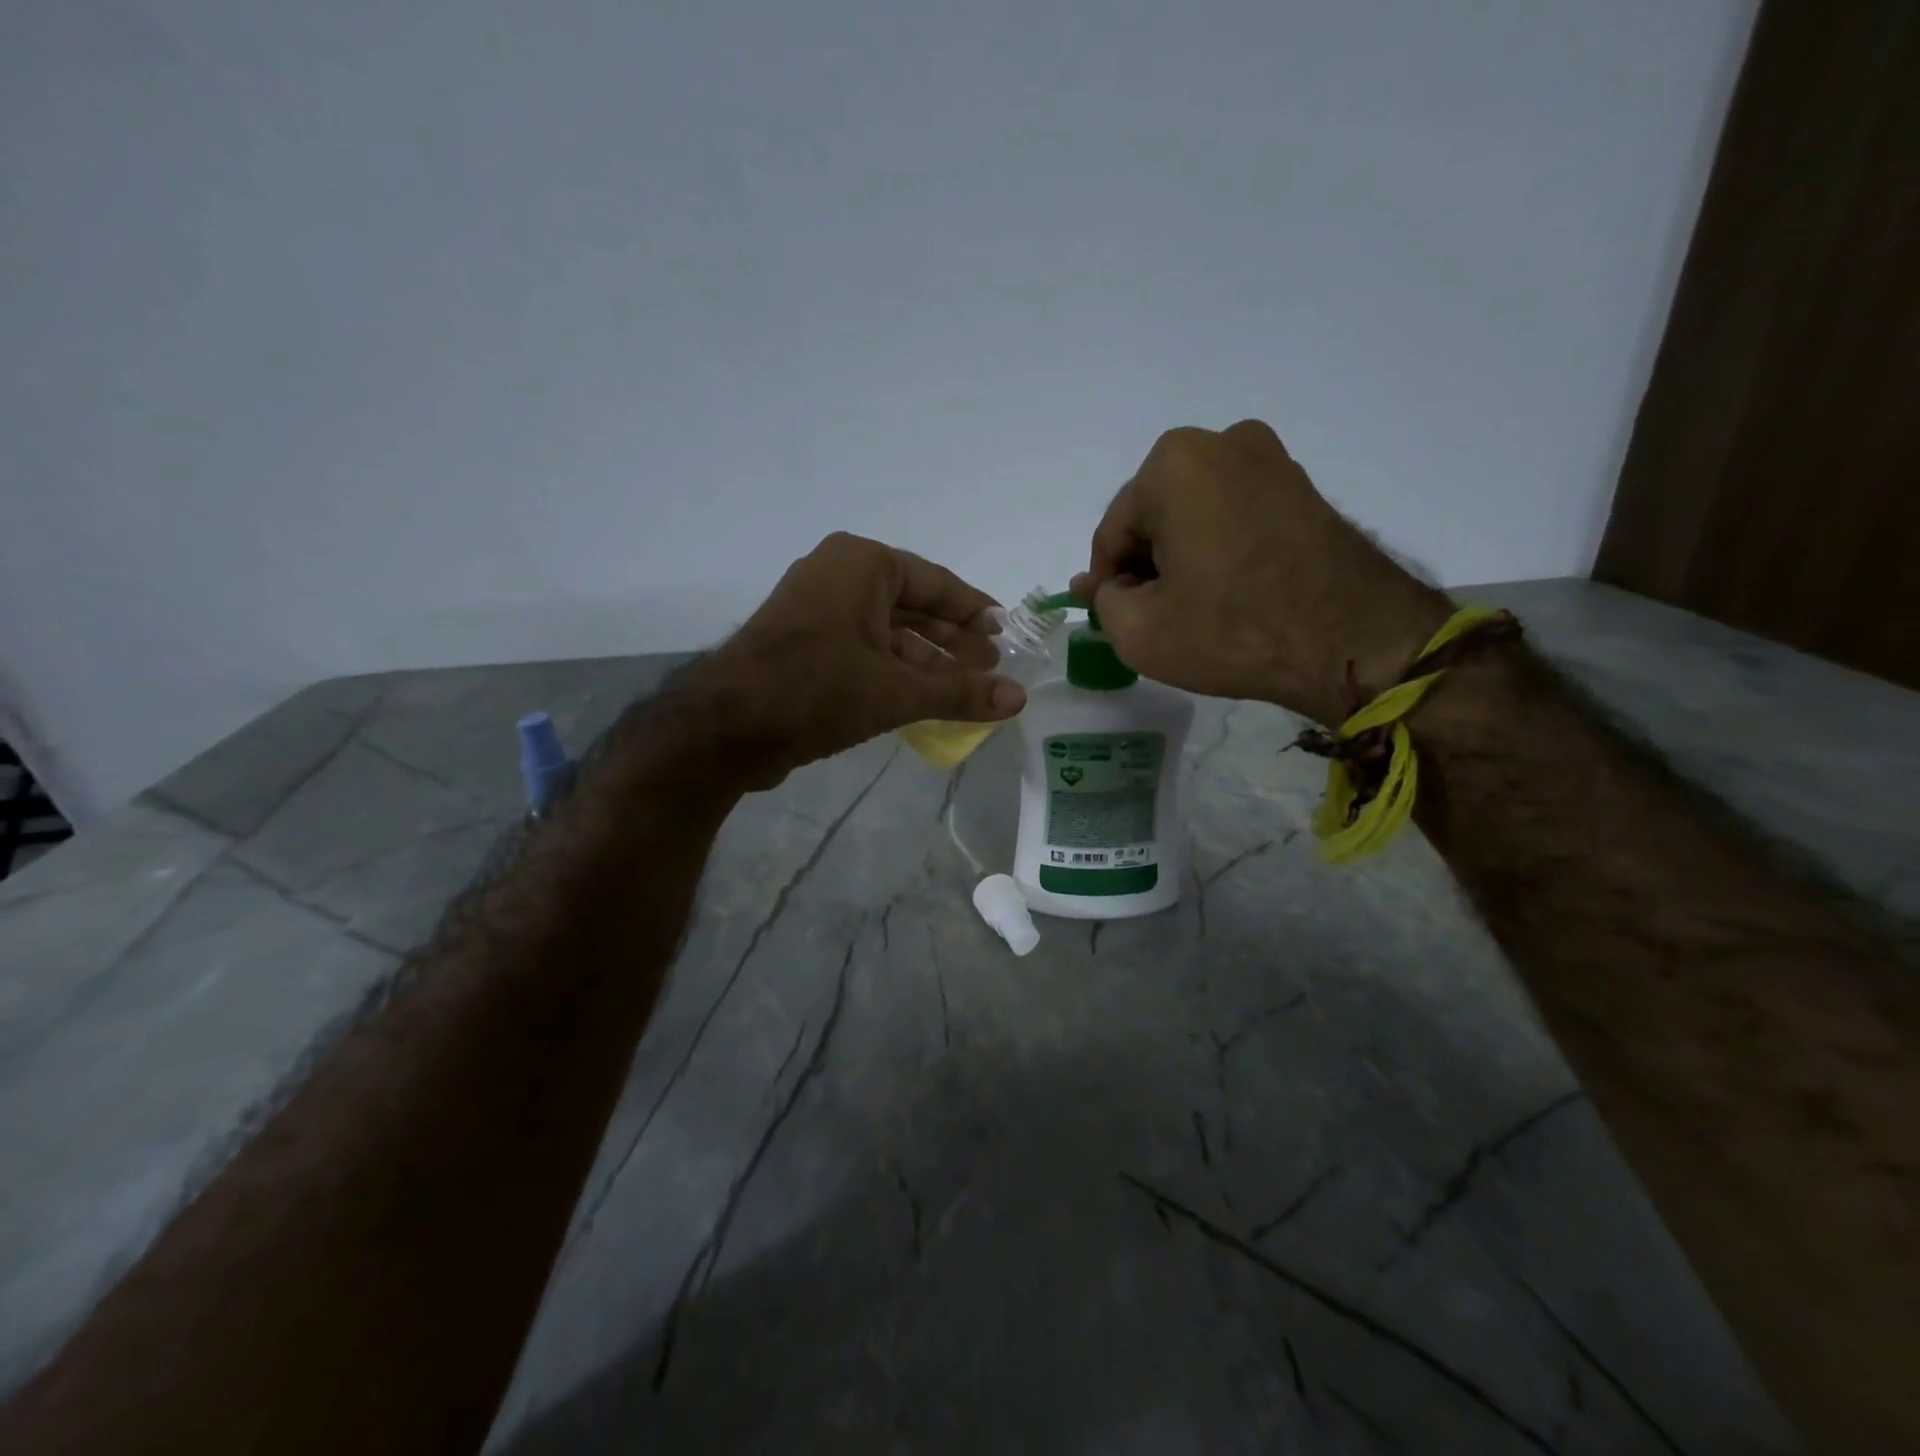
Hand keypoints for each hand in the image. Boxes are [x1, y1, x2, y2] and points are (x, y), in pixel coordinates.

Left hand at [679, 533, 1024, 789]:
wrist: (725, 728)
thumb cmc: (816, 690)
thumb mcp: (896, 691)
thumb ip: (959, 693)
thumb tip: (1019, 698)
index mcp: (861, 564)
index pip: (936, 582)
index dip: (974, 610)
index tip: (1006, 633)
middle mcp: (838, 576)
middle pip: (913, 607)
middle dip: (953, 640)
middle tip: (992, 666)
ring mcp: (818, 611)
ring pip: (888, 632)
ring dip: (927, 661)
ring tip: (968, 688)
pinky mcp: (805, 646)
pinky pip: (864, 651)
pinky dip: (895, 672)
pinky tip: (926, 699)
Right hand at [1071, 421, 1450, 724]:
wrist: (1354, 641)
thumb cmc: (1233, 630)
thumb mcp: (1139, 631)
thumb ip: (1104, 602)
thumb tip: (1105, 586)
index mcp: (1172, 464)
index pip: (1113, 533)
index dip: (1105, 582)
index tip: (1112, 618)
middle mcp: (1222, 443)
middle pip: (1154, 517)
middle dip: (1145, 565)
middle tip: (1151, 617)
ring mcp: (1270, 459)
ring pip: (1194, 515)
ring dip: (1181, 558)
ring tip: (1191, 609)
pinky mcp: (1301, 486)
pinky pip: (1234, 516)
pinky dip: (1218, 549)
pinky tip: (1226, 593)